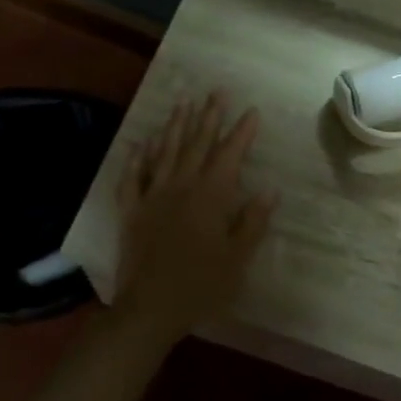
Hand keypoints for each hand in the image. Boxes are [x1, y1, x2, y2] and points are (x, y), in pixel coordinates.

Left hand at [114, 93, 275, 339]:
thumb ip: (252, 221)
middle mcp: (180, 187)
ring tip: (182, 103)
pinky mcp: (131, 211)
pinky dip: (137, 158)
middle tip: (216, 92)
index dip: (241, 132)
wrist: (149, 308)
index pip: (229, 155)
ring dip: (174, 126)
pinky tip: (140, 143)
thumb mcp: (237, 258)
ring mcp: (152, 196)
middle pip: (196, 145)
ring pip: (164, 153)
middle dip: (208, 117)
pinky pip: (132, 177)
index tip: (251, 111)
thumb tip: (270, 190)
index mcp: (210, 197)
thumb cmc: (201, 286)